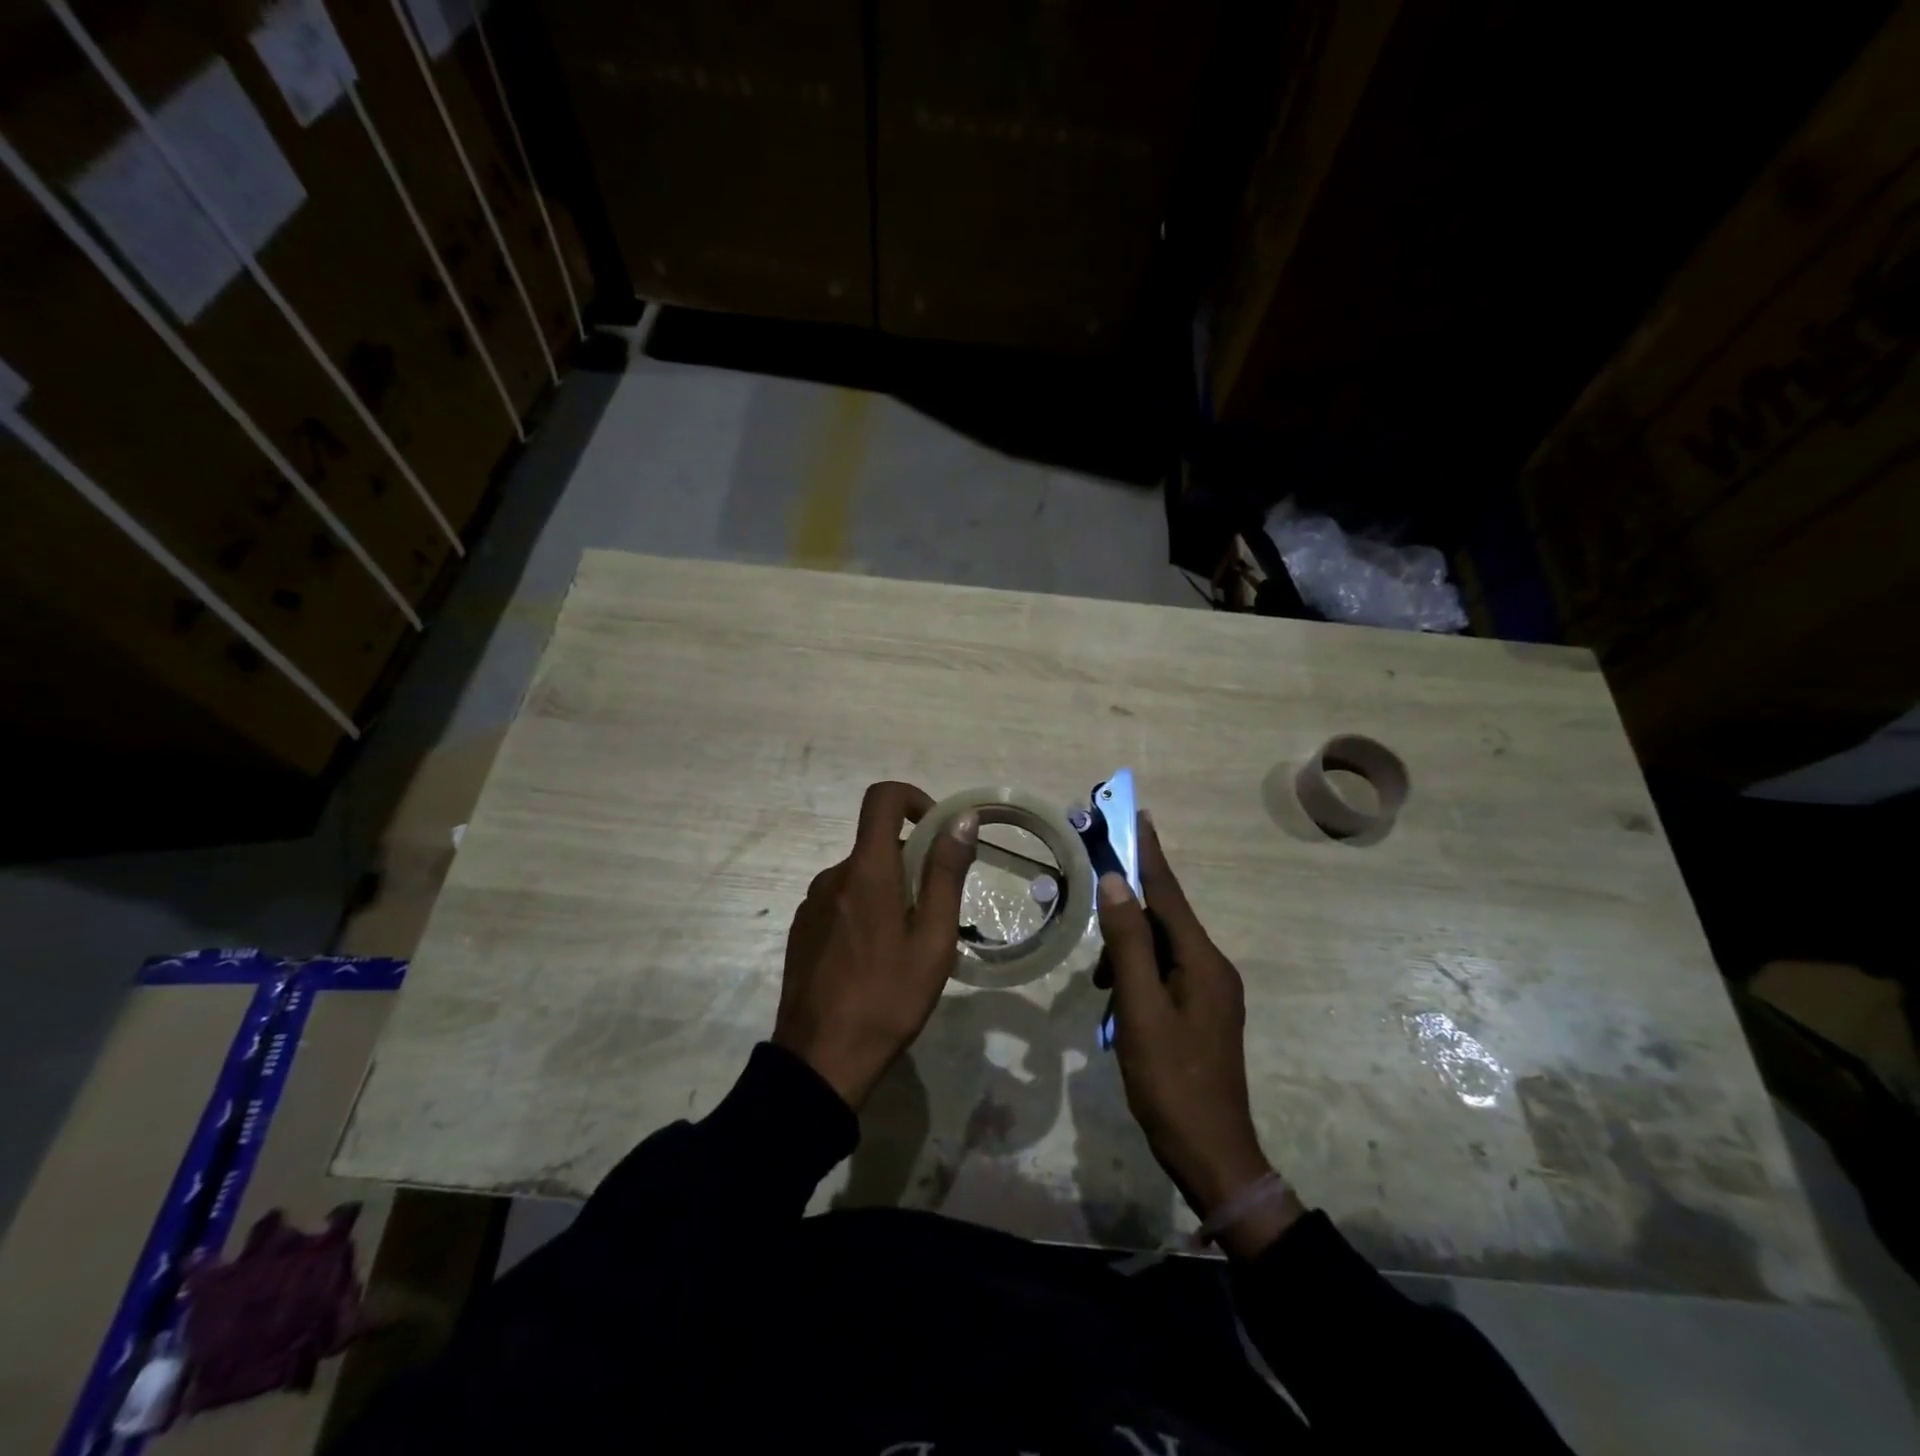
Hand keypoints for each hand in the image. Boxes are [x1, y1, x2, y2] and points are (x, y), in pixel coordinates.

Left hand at [774, 781, 977, 1109]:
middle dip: (911, 863)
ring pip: (861, 876)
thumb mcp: (933, 939)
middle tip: (934, 916)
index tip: (937, 832)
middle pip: (877, 844)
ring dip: (889, 892)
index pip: (882, 799)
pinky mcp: (802, 929)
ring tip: (906, 946)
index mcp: (866, 871)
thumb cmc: (888, 998)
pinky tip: (874, 961)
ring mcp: (812, 903)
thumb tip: (961, 819)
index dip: (913, 799)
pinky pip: (841, 901)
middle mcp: (833, 876)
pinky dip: (865, 911)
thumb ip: (945, 874)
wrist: (820, 1060)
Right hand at [1096, 813, 1302, 1257]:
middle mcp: (1213, 968)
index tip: (1140, 815)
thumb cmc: (1171, 1081)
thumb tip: (1117, 883)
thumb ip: (1128, 945)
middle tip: (1098, 948)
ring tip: (1104, 996)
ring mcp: (1211, 993)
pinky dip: (1137, 983)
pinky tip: (1118, 1011)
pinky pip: (1164, 978)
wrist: (1212, 1156)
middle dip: (1126, 923)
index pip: (1169, 894)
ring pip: (1159, 953)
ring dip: (1127, 961)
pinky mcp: (1202, 1013)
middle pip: (1163, 923)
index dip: (1150, 854)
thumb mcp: (1140, 1010)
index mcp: (1203, 962)